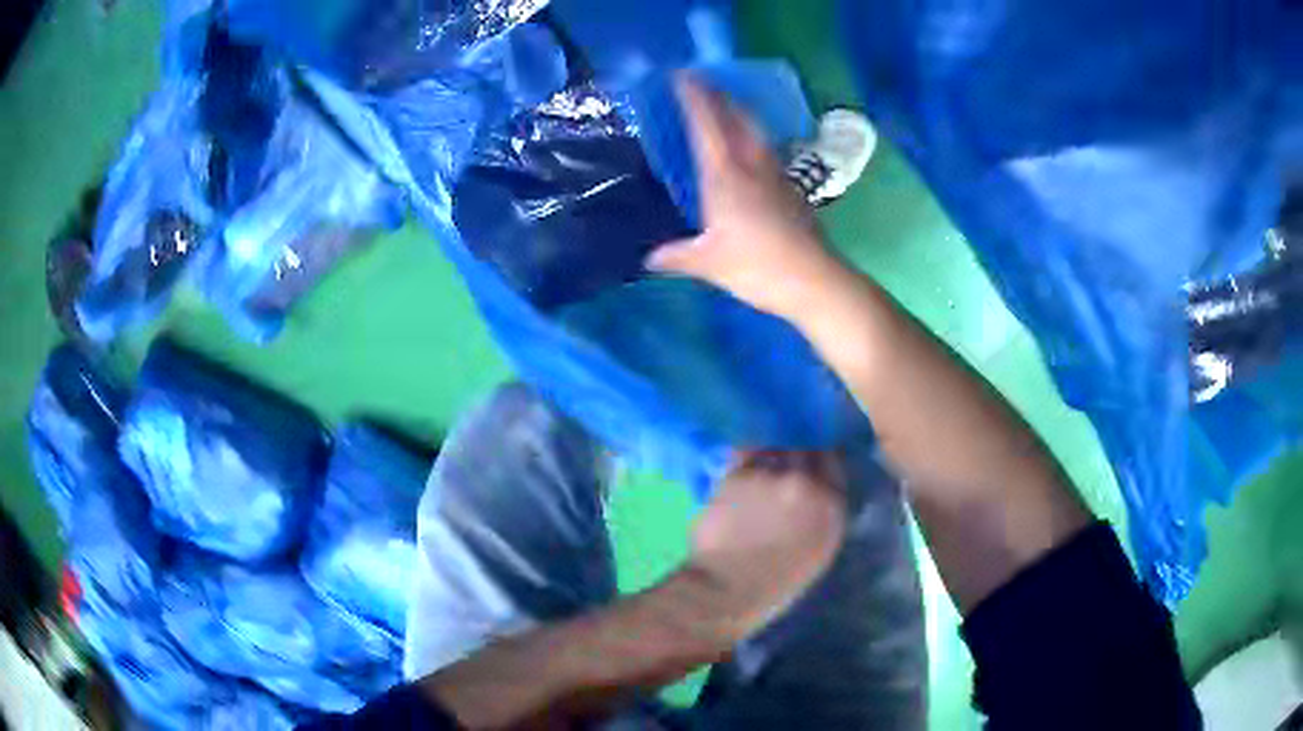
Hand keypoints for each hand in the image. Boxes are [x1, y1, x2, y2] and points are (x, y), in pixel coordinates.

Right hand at [646, 75, 848, 319]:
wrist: (813, 280)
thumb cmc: (756, 267)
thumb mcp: (708, 264)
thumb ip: (676, 256)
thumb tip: (649, 257)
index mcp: (725, 176)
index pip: (707, 125)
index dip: (695, 97)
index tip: (682, 74)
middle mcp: (752, 166)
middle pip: (737, 119)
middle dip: (719, 96)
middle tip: (703, 82)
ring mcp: (777, 176)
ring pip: (756, 133)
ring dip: (740, 114)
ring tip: (726, 107)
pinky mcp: (792, 191)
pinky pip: (768, 153)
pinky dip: (754, 140)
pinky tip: (752, 151)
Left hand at [688, 450, 847, 637]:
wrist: (727, 590)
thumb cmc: (774, 584)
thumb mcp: (817, 550)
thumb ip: (821, 513)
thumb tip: (815, 490)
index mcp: (831, 507)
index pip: (833, 465)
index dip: (821, 461)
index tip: (811, 464)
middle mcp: (806, 484)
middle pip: (805, 450)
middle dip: (796, 454)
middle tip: (784, 463)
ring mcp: (771, 476)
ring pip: (773, 450)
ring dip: (768, 456)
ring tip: (759, 473)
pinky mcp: (737, 475)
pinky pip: (744, 457)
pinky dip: (743, 462)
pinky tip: (739, 478)